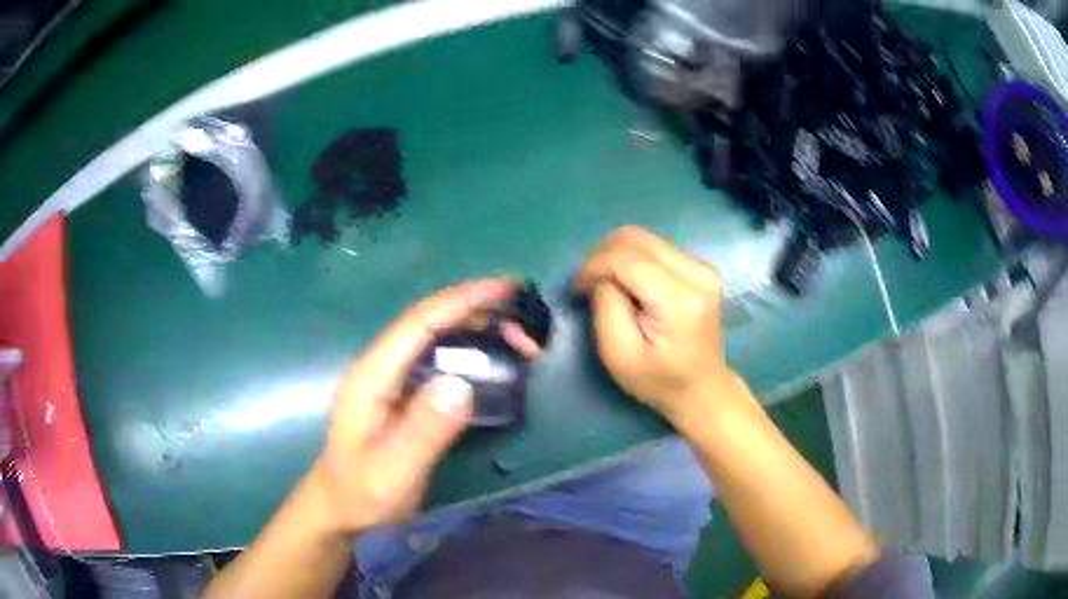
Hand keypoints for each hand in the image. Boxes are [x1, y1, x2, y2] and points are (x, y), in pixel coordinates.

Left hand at [312, 279, 537, 534]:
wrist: (341, 510)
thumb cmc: (361, 493)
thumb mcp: (392, 470)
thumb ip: (423, 430)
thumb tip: (462, 384)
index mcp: (372, 375)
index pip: (419, 323)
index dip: (462, 300)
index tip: (506, 288)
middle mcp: (382, 368)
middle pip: (432, 323)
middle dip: (480, 314)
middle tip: (527, 327)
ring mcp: (393, 381)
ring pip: (439, 340)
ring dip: (480, 333)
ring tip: (522, 342)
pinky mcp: (406, 396)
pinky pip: (443, 362)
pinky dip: (473, 355)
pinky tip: (496, 363)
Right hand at [575, 227, 743, 422]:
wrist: (702, 387)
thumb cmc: (658, 380)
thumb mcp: (618, 354)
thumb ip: (606, 307)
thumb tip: (603, 276)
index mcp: (679, 300)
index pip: (626, 258)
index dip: (593, 265)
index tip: (577, 288)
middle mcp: (697, 273)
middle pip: (636, 238)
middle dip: (602, 255)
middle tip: (588, 283)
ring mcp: (702, 267)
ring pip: (645, 238)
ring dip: (616, 255)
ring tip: (605, 283)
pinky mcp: (700, 267)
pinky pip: (656, 247)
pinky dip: (632, 258)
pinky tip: (628, 283)